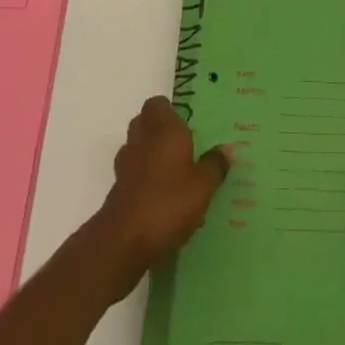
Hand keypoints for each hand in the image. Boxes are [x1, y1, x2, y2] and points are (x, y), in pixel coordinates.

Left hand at [89, 96, 229, 297]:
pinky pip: (133, 175)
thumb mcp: (203, 185)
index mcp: (163, 128)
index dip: (169, 111)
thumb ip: (215, 165)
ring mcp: (125, 165)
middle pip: (145, 124)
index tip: (187, 123)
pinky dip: (143, 179)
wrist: (125, 241)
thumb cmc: (169, 201)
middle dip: (160, 132)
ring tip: (173, 172)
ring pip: (137, 149)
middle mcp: (141, 139)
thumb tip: (226, 150)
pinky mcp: (117, 191)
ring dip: (150, 155)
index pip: (158, 104)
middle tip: (183, 146)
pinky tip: (161, 197)